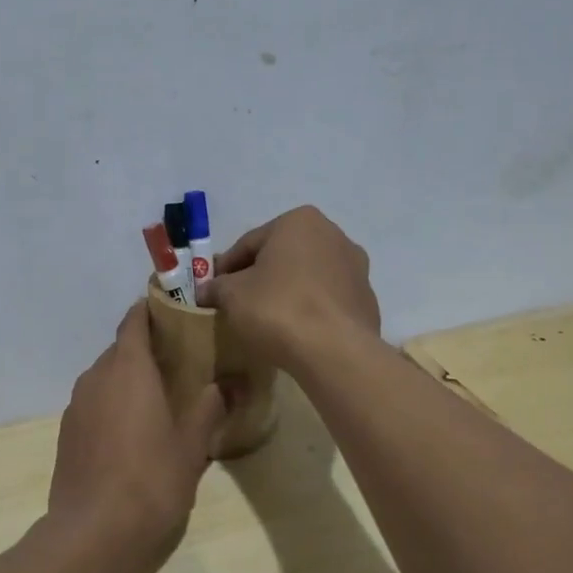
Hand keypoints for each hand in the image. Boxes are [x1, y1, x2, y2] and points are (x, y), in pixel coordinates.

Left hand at [45, 302, 225, 562]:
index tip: (175, 312)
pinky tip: (132, 432)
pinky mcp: (66, 433)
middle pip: (120, 349)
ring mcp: (76, 406)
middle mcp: (96, 377)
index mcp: (128, 368)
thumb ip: (208, 408)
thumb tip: (224, 385)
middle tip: (179, 363)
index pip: (135, 320)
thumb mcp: (193, 445)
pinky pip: (93, 403)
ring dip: (128, 380)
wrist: (94, 533)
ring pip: (105, 377)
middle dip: (146, 350)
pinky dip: (112, 404)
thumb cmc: (151, 480)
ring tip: (158, 399)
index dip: (152, 310)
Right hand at [196, 206, 379, 370]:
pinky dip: (310, 309)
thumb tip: (206, 291)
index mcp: (299, 221)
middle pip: (282, 256)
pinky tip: (296, 330)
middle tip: (238, 303)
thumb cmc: (277, 309)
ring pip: (307, 277)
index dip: (226, 268)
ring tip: (268, 319)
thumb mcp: (232, 296)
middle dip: (260, 276)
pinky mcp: (366, 299)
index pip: (249, 243)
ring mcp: (356, 267)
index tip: (214, 290)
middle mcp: (333, 234)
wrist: (334, 351)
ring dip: (287, 291)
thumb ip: (216, 288)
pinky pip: (327, 300)